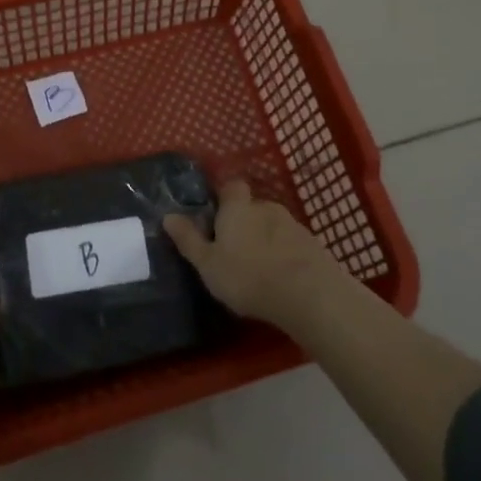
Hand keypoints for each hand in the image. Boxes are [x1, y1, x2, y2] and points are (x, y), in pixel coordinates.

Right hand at [163, 179, 346, 329]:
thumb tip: (167, 216)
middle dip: (244, 222)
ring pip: (273, 226)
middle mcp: (265, 207)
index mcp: (237, 207)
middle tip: (234, 249)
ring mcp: (293, 224)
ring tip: (258, 268)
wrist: (309, 294)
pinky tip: (281, 278)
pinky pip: (292, 244)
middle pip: (252, 206)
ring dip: (265, 239)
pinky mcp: (313, 245)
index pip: (231, 186)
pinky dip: (285, 254)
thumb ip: (189, 240)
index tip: (215, 216)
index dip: (224, 196)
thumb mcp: (208, 264)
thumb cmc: (248, 276)